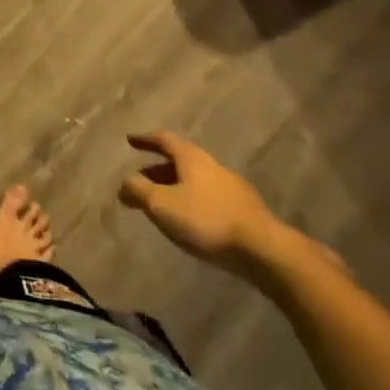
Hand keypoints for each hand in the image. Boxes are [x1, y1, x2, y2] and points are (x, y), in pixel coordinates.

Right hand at [119, 132, 298, 283]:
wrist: (264, 251)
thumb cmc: (206, 220)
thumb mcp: (162, 205)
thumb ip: (138, 191)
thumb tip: (124, 184)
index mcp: (192, 158)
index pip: (164, 140)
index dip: (145, 139)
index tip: (130, 140)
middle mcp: (212, 166)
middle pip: (181, 161)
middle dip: (158, 169)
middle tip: (141, 180)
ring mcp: (232, 188)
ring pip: (196, 181)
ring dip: (176, 187)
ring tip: (163, 204)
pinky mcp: (245, 212)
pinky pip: (210, 199)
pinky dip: (193, 203)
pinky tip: (191, 222)